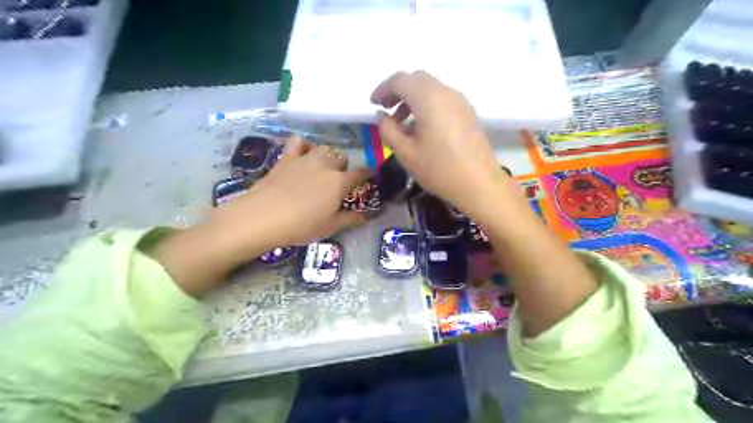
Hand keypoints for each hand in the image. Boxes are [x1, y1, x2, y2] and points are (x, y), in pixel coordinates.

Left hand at [147, 139, 368, 297]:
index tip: (370, 176)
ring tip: (322, 167)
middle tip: (338, 181)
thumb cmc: (301, 226)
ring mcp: (305, 159)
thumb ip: (350, 219)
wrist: (262, 217)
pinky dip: (303, 146)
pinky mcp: (286, 158)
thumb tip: (367, 216)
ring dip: (327, 155)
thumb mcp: (330, 227)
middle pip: (342, 157)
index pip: (361, 173)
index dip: (368, 174)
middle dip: (344, 166)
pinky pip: (298, 142)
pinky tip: (302, 155)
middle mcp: (326, 165)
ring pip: (324, 148)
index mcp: (340, 182)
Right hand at [369, 69, 511, 217]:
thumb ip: (388, 130)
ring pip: (431, 89)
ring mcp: (460, 101)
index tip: (373, 104)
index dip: (383, 89)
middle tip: (386, 110)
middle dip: (398, 91)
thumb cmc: (439, 169)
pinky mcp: (468, 112)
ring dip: (413, 99)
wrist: (479, 184)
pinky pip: (442, 99)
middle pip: (417, 80)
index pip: (401, 80)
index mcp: (428, 98)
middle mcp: (446, 92)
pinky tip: (422, 128)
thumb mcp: (406, 153)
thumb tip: (381, 115)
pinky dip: (427, 105)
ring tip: (402, 123)